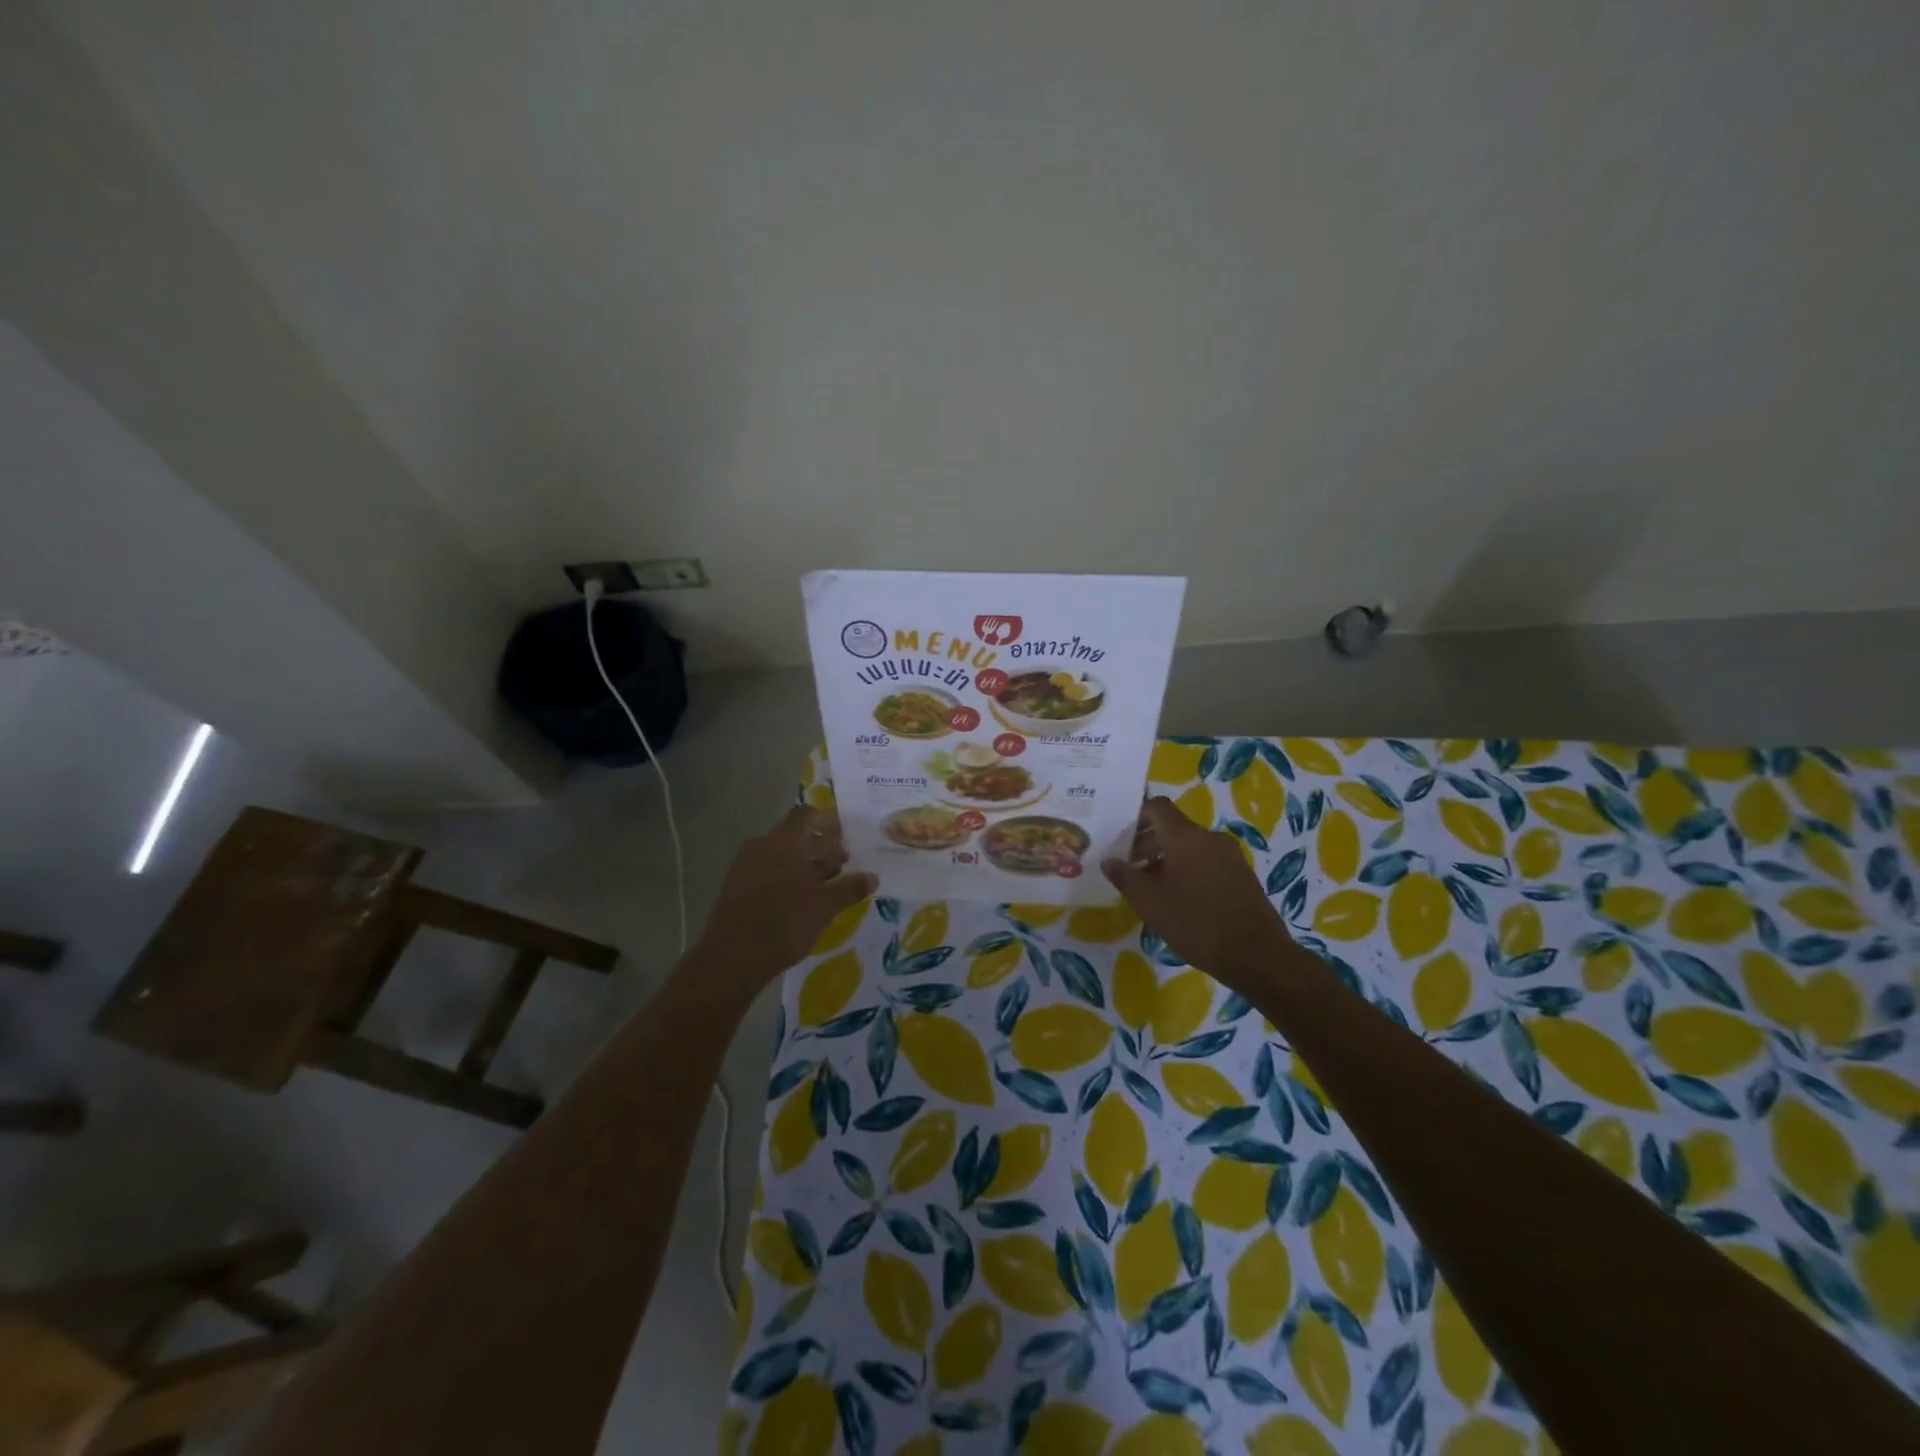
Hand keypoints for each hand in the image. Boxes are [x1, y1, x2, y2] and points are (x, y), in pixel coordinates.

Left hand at [696, 806, 877, 980]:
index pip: (807, 815)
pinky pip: (767, 871)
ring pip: (781, 854)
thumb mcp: (825, 906)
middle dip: (820, 846)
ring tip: (826, 883)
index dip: (828, 821)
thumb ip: (850, 888)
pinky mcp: (736, 887)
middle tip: (843, 862)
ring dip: (804, 863)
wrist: (732, 957)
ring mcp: (745, 866)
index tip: (846, 836)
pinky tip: (802, 899)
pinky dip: (787, 877)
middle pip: (794, 835)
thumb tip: (873, 877)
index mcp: (784, 841)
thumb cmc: (785, 922)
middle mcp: (762, 845)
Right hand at [1102, 796, 1293, 980]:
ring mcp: (1230, 856)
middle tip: (1130, 869)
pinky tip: (1181, 900)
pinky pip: (1207, 862)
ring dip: (1168, 860)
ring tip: (1153, 889)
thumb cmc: (1195, 923)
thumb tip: (1109, 860)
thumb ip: (1125, 877)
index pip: (1157, 806)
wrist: (1257, 955)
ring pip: (1190, 847)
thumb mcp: (1149, 903)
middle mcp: (1210, 838)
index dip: (1136, 815)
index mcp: (1185, 836)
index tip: (1119, 837)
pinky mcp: (1242, 875)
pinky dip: (1189, 871)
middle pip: (1173, 828)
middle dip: (1148, 844)